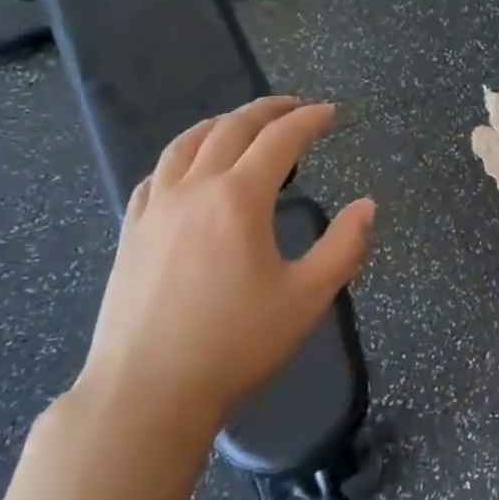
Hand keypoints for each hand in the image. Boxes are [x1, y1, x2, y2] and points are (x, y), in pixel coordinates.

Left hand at [74, 97, 374, 457]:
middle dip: (268, 110)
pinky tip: (188, 171)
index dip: (309, 120)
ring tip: (241, 125)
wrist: (147, 393)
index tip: (332, 114)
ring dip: (220, 124)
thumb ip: (344, 247)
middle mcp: (193, 190)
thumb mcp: (307, 298)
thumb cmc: (236, 344)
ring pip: (185, 144)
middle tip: (295, 107)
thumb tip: (367, 206)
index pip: (279, 140)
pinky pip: (156, 175)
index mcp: (238, 199)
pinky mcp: (131, 233)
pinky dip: (181, 157)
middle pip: (231, 129)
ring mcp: (155, 209)